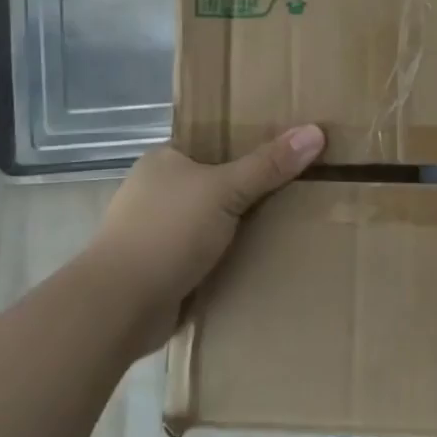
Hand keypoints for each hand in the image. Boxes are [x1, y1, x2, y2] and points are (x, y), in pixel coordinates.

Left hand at [92, 126, 324, 332]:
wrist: (120, 305)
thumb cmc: (168, 232)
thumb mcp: (225, 190)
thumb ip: (268, 165)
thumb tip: (316, 131)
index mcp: (164, 161)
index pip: (214, 144)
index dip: (250, 146)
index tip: (289, 153)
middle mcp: (157, 191)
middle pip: (217, 183)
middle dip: (251, 191)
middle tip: (300, 190)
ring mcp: (157, 232)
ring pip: (213, 222)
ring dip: (241, 229)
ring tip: (291, 225)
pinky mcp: (163, 268)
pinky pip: (207, 254)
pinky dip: (229, 257)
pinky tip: (261, 260)